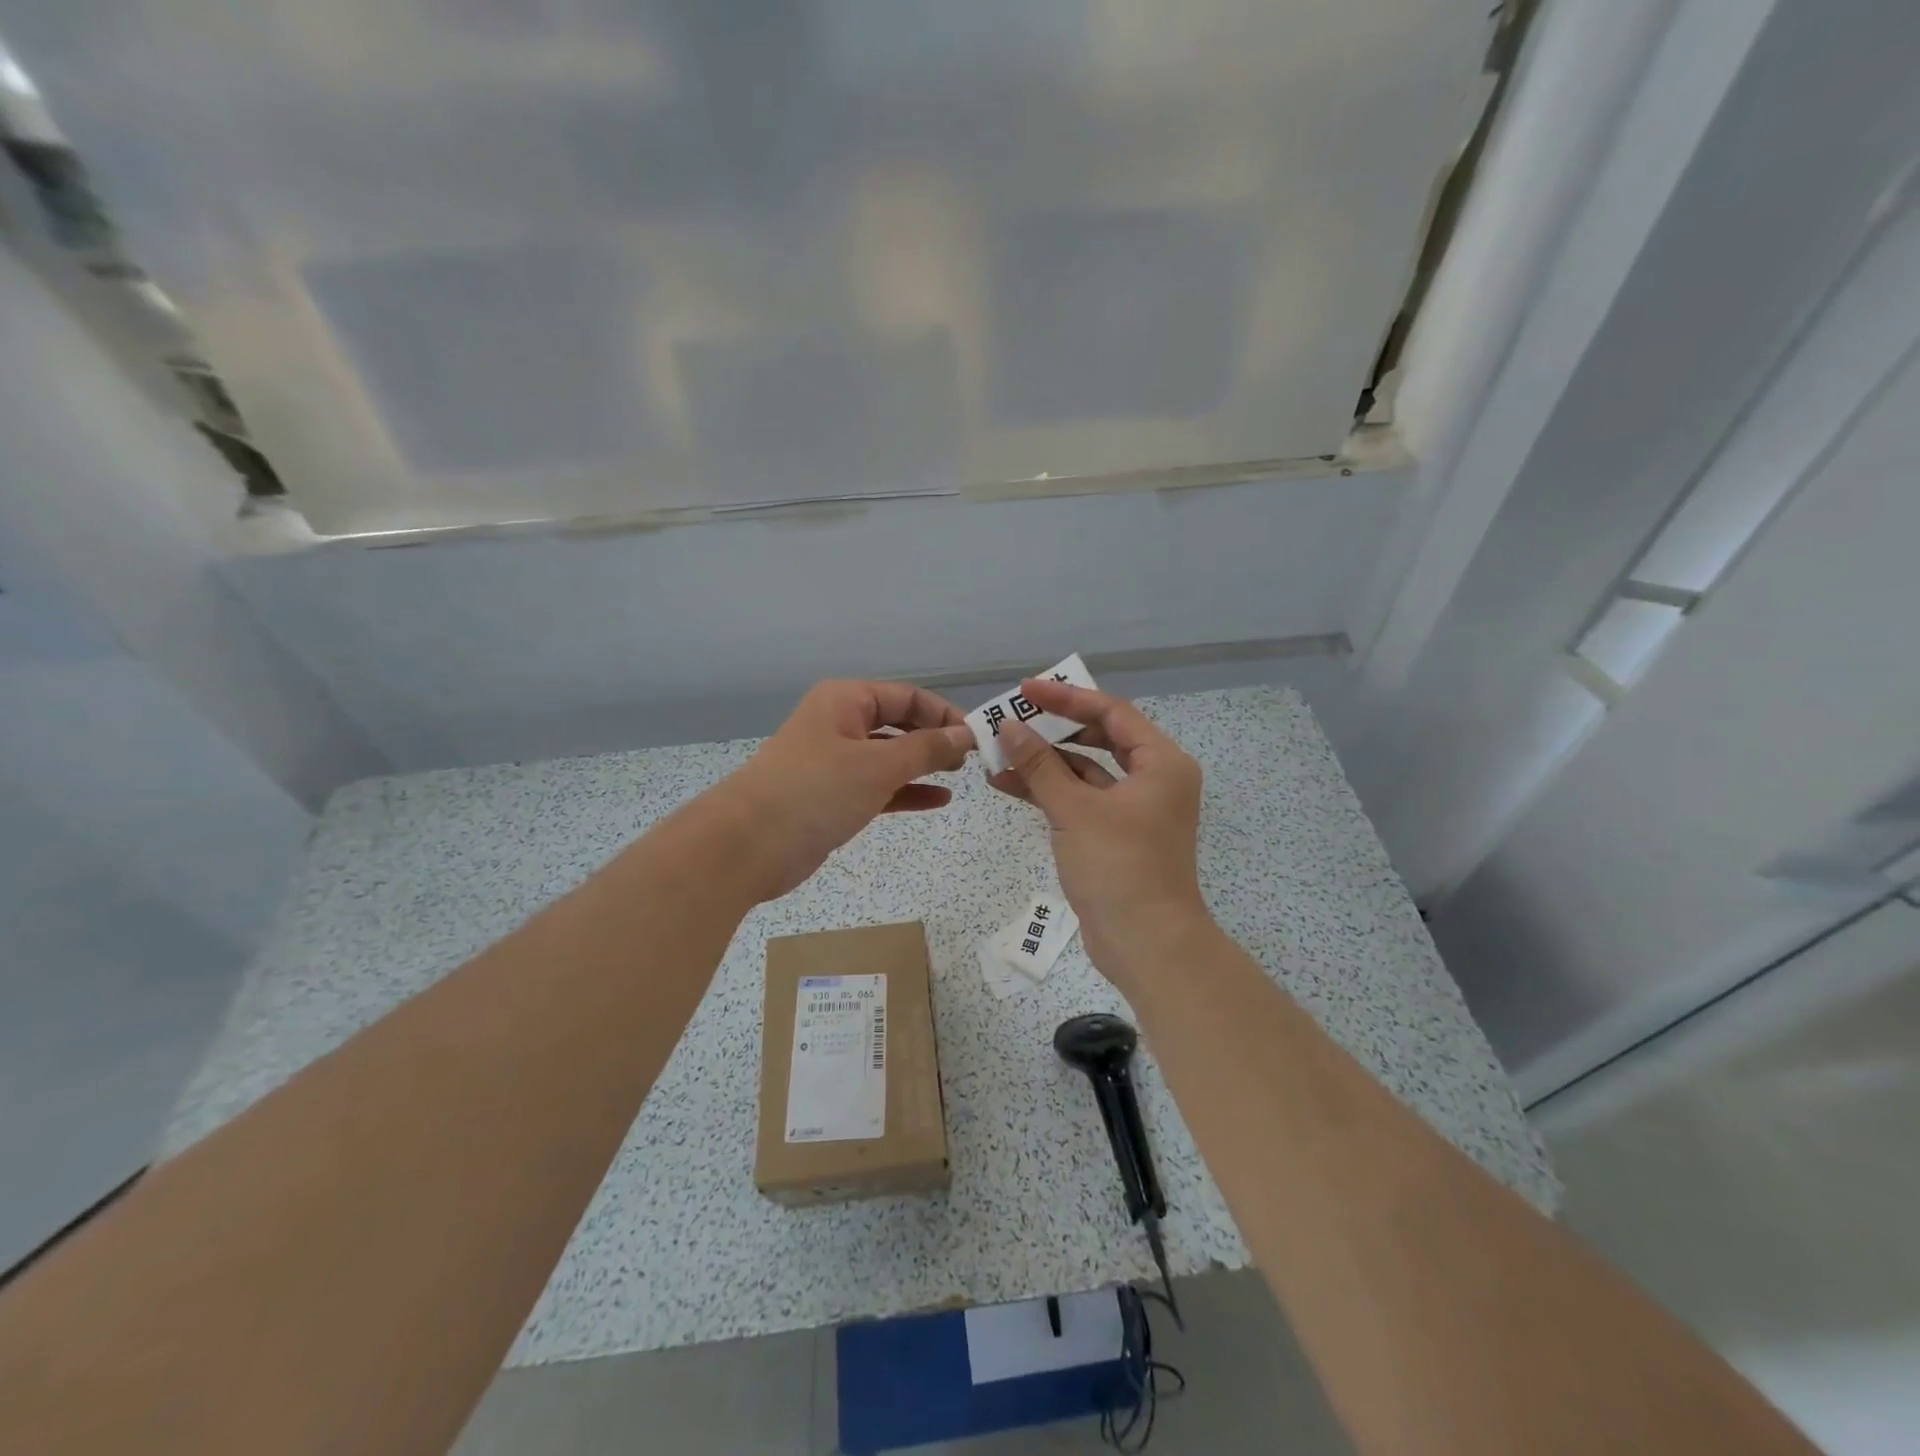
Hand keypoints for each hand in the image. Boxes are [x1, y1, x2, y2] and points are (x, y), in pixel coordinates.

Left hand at [713, 680, 974, 901]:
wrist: (747, 846)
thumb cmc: (815, 791)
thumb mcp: (879, 765)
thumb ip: (927, 749)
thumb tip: (966, 734)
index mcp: (845, 700)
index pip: (907, 697)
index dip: (944, 713)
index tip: (977, 737)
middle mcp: (840, 724)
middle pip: (898, 723)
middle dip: (935, 739)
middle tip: (972, 760)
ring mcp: (835, 763)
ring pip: (889, 757)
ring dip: (923, 765)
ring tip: (960, 776)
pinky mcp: (832, 798)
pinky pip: (879, 787)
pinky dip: (906, 791)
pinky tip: (938, 800)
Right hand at [989, 679, 1212, 986]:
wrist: (1146, 944)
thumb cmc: (1119, 867)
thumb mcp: (1075, 810)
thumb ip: (1040, 765)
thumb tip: (1009, 726)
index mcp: (1161, 762)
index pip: (1112, 712)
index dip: (1067, 698)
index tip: (1026, 690)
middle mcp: (1153, 779)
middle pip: (1100, 738)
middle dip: (1053, 729)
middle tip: (1013, 718)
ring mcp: (1134, 809)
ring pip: (1085, 771)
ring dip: (1045, 762)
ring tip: (998, 752)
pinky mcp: (1115, 835)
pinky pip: (1080, 800)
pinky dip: (1050, 791)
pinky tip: (1008, 784)